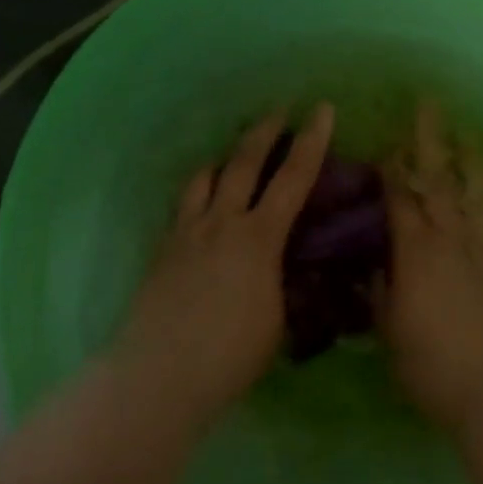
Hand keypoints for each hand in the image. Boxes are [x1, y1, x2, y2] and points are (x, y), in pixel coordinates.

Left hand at [115, 104, 334, 427]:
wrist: (161, 373)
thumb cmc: (230, 355)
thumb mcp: (277, 318)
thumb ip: (284, 281)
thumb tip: (289, 264)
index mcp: (259, 238)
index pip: (293, 178)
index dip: (311, 141)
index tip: (321, 109)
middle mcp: (221, 222)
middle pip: (243, 163)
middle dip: (264, 132)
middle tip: (278, 111)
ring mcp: (187, 232)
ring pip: (205, 177)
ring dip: (224, 158)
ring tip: (233, 154)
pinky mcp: (164, 248)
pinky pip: (184, 204)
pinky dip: (199, 190)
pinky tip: (202, 201)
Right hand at [381, 102, 482, 431]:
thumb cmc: (429, 363)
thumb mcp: (388, 328)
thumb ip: (378, 290)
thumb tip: (371, 263)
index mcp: (416, 252)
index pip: (400, 198)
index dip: (391, 168)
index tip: (386, 143)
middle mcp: (450, 239)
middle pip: (438, 181)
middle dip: (429, 141)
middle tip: (427, 106)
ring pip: (475, 193)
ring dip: (468, 160)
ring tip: (466, 135)